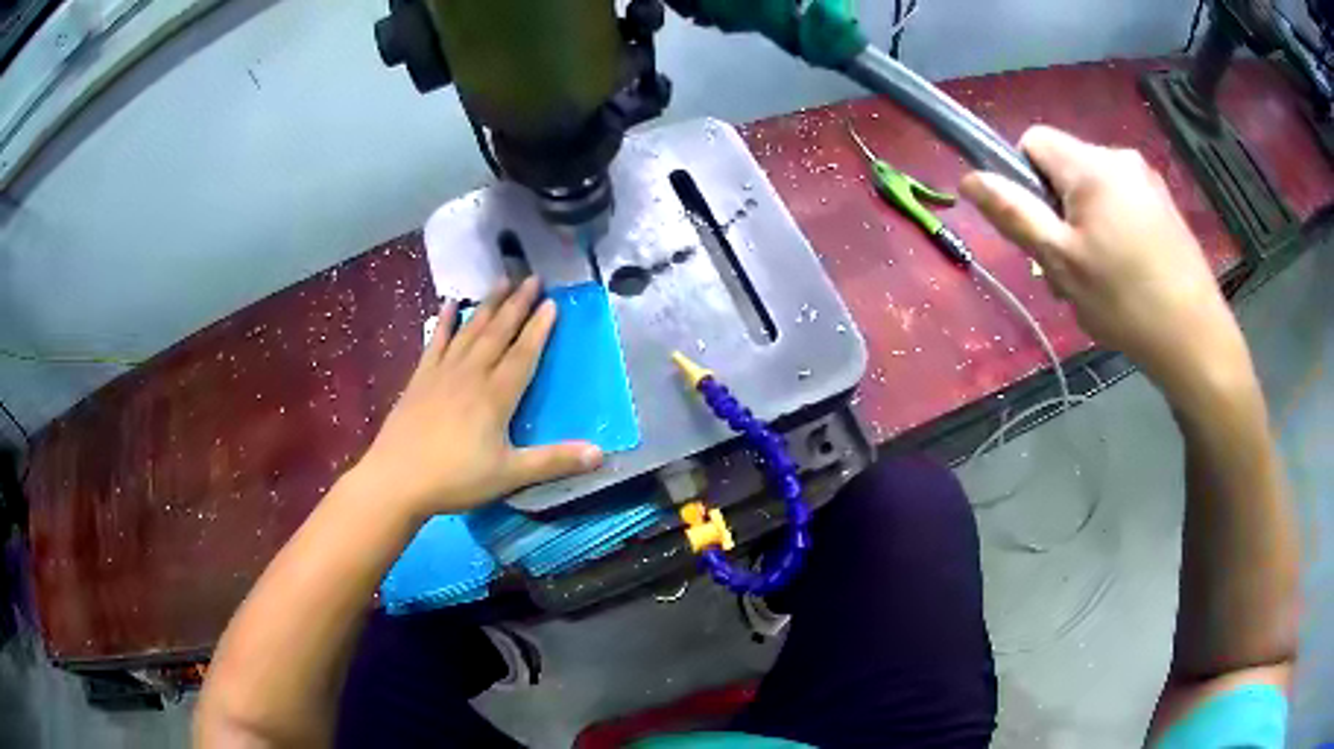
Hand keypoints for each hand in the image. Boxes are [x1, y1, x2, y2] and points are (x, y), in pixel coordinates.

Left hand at [350, 277, 602, 517]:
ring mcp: (442, 372)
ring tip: (502, 281)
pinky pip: (436, 341)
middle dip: (517, 304)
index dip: (539, 328)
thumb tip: (601, 453)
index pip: (523, 353)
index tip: (552, 302)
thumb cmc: (456, 479)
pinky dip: (444, 321)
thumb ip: (553, 461)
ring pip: (470, 330)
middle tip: (532, 278)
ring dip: (487, 304)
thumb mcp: (509, 474)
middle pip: (498, 332)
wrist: (396, 479)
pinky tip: (448, 304)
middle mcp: (471, 374)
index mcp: (496, 395)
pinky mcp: (420, 378)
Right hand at [961, 125, 1252, 404]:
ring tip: (1098, 281)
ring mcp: (1147, 181)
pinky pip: (1121, 205)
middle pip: (1065, 169)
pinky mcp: (1164, 207)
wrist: (1196, 340)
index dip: (1024, 180)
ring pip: (1094, 191)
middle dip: (1057, 212)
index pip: (1034, 141)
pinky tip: (1125, 277)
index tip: (1040, 229)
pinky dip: (1112, 233)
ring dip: (1084, 228)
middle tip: (1068, 270)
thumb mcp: (1061, 261)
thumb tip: (970, 178)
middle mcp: (1119, 158)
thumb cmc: (1126, 301)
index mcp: (1091, 164)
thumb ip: (1014, 214)